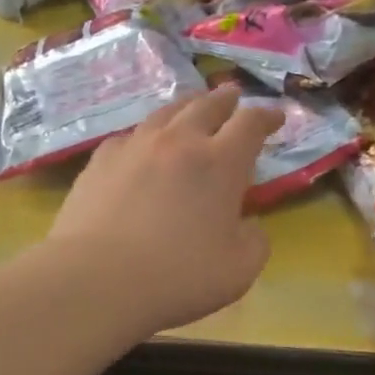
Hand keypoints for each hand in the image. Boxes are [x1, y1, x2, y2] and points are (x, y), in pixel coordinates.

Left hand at [48, 85, 284, 334]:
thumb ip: (255, 240)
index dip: (267, 117)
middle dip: (225, 99)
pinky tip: (143, 144)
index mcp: (221, 164)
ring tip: (191, 107)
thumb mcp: (241, 269)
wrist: (98, 279)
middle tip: (233, 95)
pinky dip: (147, 134)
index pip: (250, 124)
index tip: (276, 116)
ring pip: (165, 112)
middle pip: (206, 106)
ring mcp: (135, 147)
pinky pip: (131, 136)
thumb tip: (248, 224)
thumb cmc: (180, 277)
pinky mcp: (100, 162)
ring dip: (186, 106)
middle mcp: (179, 143)